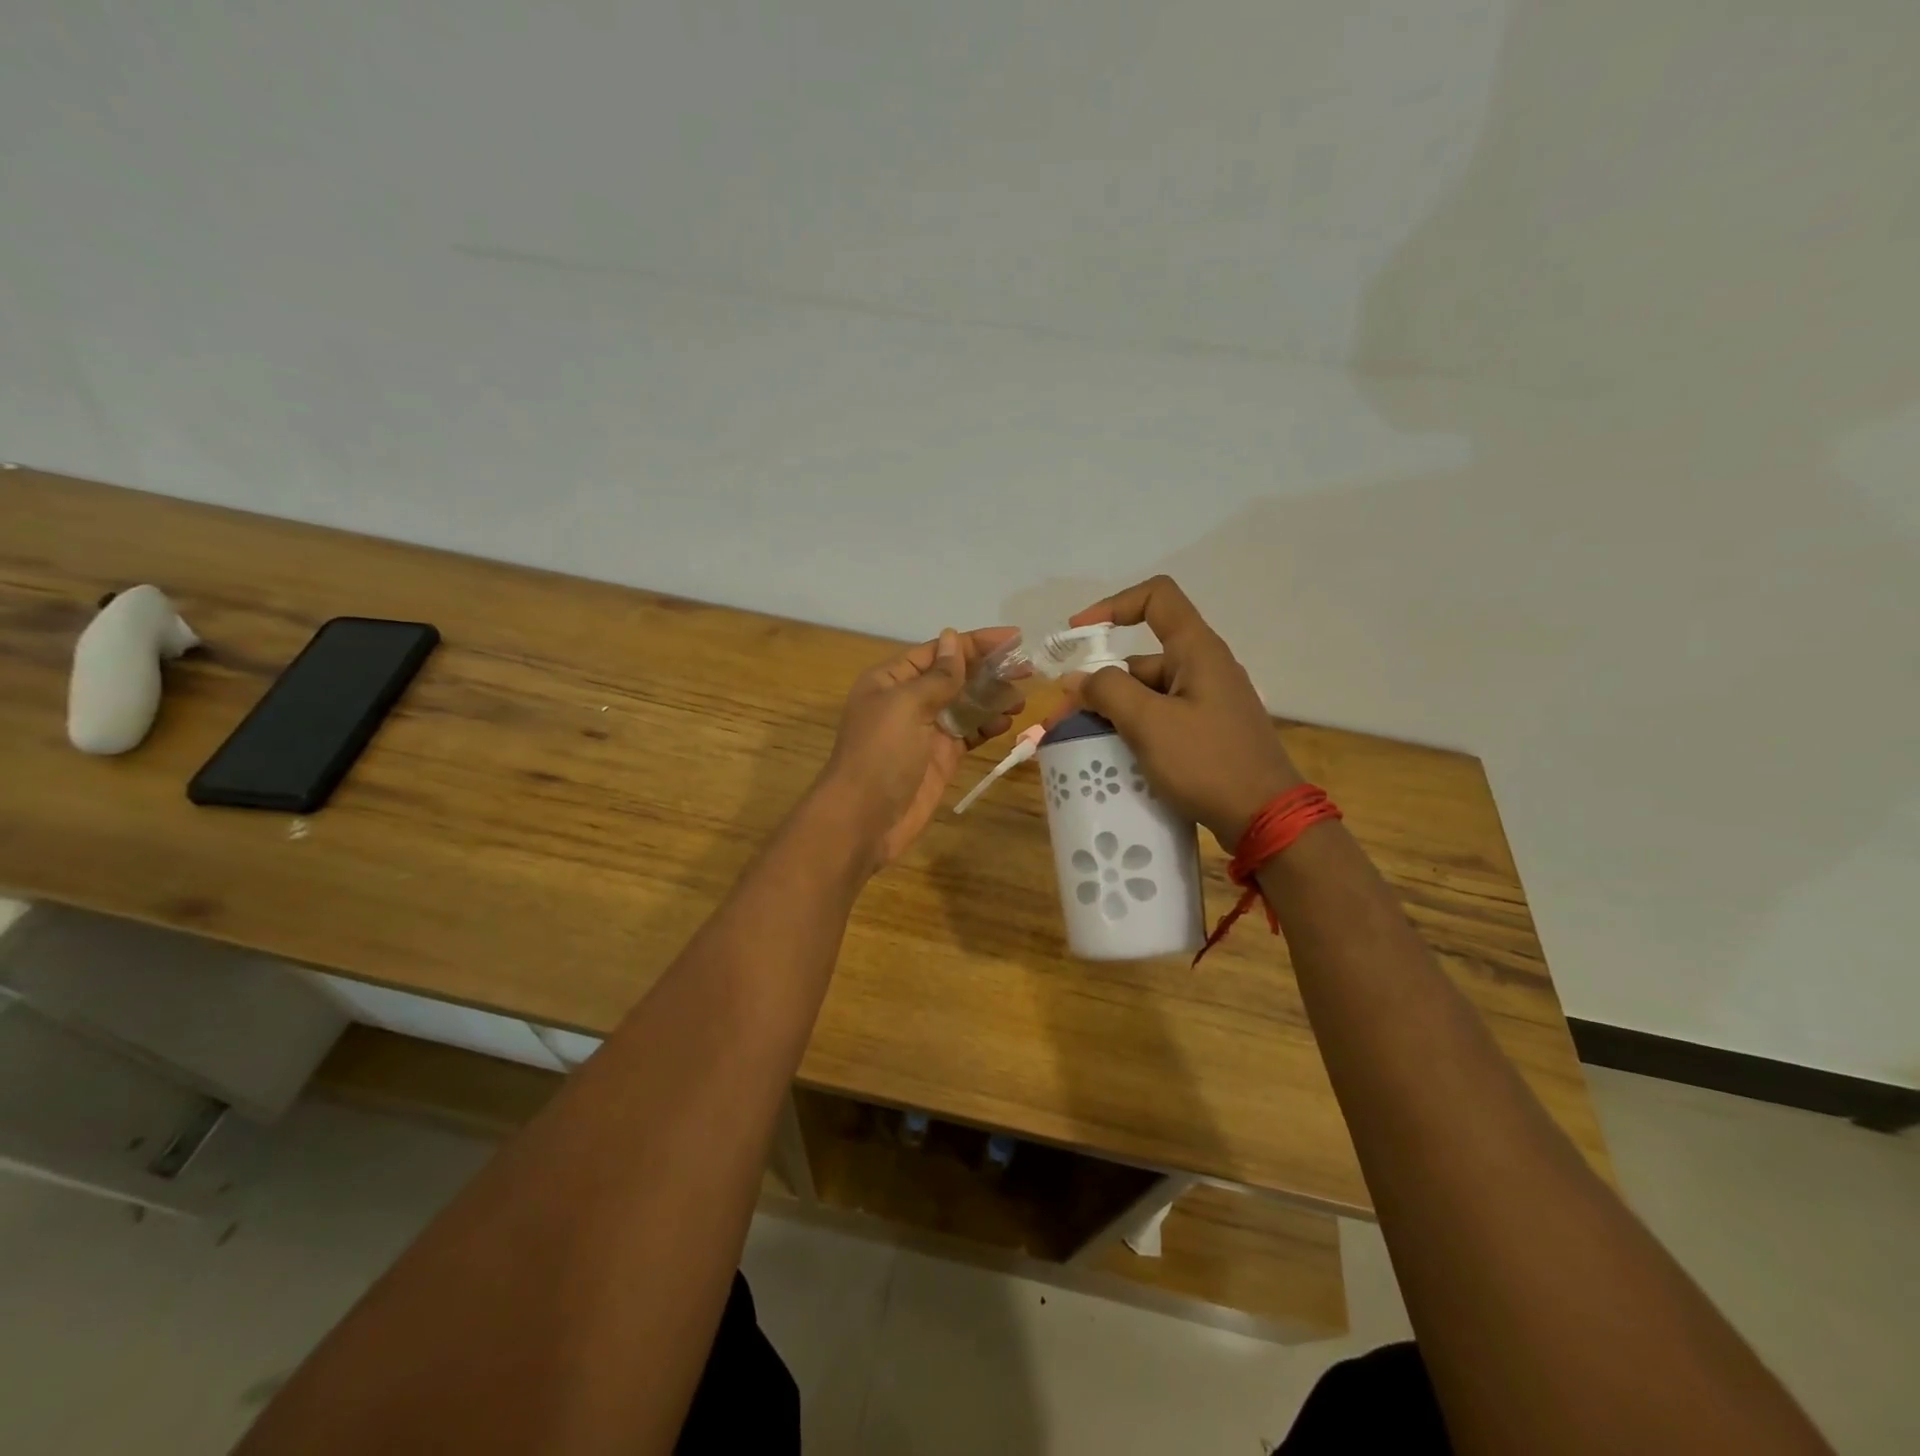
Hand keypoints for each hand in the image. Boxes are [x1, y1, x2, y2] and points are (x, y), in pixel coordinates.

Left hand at [817, 626, 1022, 868]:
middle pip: (954, 676)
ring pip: (965, 705)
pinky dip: (987, 726)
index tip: (1014, 638)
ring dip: (992, 698)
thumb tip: (953, 638)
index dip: (975, 643)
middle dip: (989, 670)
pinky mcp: (940, 758)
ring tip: (1021, 698)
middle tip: (1028, 669)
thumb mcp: (906, 706)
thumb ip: (937, 676)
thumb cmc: (880, 754)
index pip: (939, 651)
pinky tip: (1008, 722)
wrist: (863, 819)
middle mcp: (909, 700)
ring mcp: (925, 731)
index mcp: (892, 679)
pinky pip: (968, 733)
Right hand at [1059, 577, 1299, 849]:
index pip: (1157, 598)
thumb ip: (1108, 691)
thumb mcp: (1149, 723)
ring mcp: (1207, 703)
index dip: (1113, 605)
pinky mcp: (1207, 733)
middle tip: (1062, 720)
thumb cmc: (1207, 762)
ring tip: (1078, 746)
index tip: (1078, 634)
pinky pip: (1160, 720)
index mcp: (1197, 651)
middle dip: (1097, 684)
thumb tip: (1076, 679)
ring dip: (1111, 713)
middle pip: (1141, 659)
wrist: (1265, 818)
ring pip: (1147, 694)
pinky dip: (1132, 731)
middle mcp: (1203, 669)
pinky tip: (1111, 758)